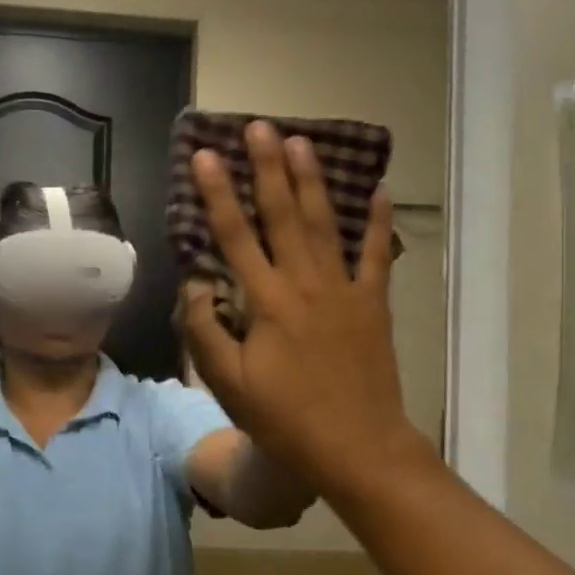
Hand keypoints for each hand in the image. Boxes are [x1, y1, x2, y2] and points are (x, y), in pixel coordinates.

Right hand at [179, 123, 436, 507]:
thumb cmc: (285, 419)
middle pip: (282, 214)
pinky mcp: (373, 304)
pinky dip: (377, 221)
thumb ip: (206, 329)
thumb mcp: (229, 383)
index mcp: (266, 302)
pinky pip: (375, 254)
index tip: (206, 156)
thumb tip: (195, 283)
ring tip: (300, 141)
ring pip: (324, 223)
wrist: (358, 448)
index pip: (234, 235)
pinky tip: (379, 189)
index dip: (217, 193)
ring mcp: (344, 290)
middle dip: (267, 167)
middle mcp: (304, 283)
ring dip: (311, 180)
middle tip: (259, 126)